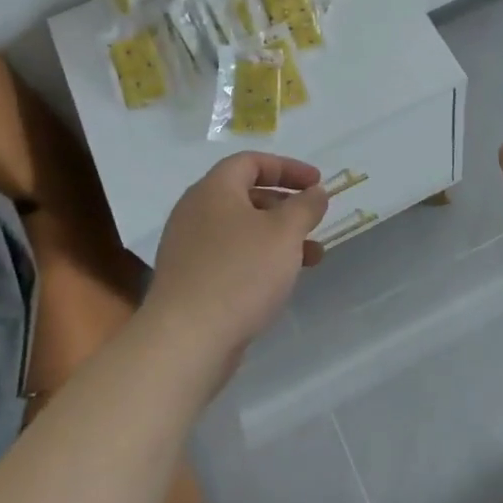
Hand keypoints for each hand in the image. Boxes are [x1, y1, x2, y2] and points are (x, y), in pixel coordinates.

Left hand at [144, 153, 329, 374]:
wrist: (186, 340)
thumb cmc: (240, 273)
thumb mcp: (284, 233)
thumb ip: (305, 206)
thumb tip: (315, 192)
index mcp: (213, 190)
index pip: (251, 162)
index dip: (288, 167)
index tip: (317, 183)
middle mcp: (195, 212)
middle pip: (244, 195)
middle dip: (285, 205)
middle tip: (313, 218)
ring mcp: (188, 248)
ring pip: (241, 230)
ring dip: (277, 237)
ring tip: (312, 256)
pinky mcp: (190, 280)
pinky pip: (230, 256)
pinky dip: (259, 259)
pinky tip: (281, 281)